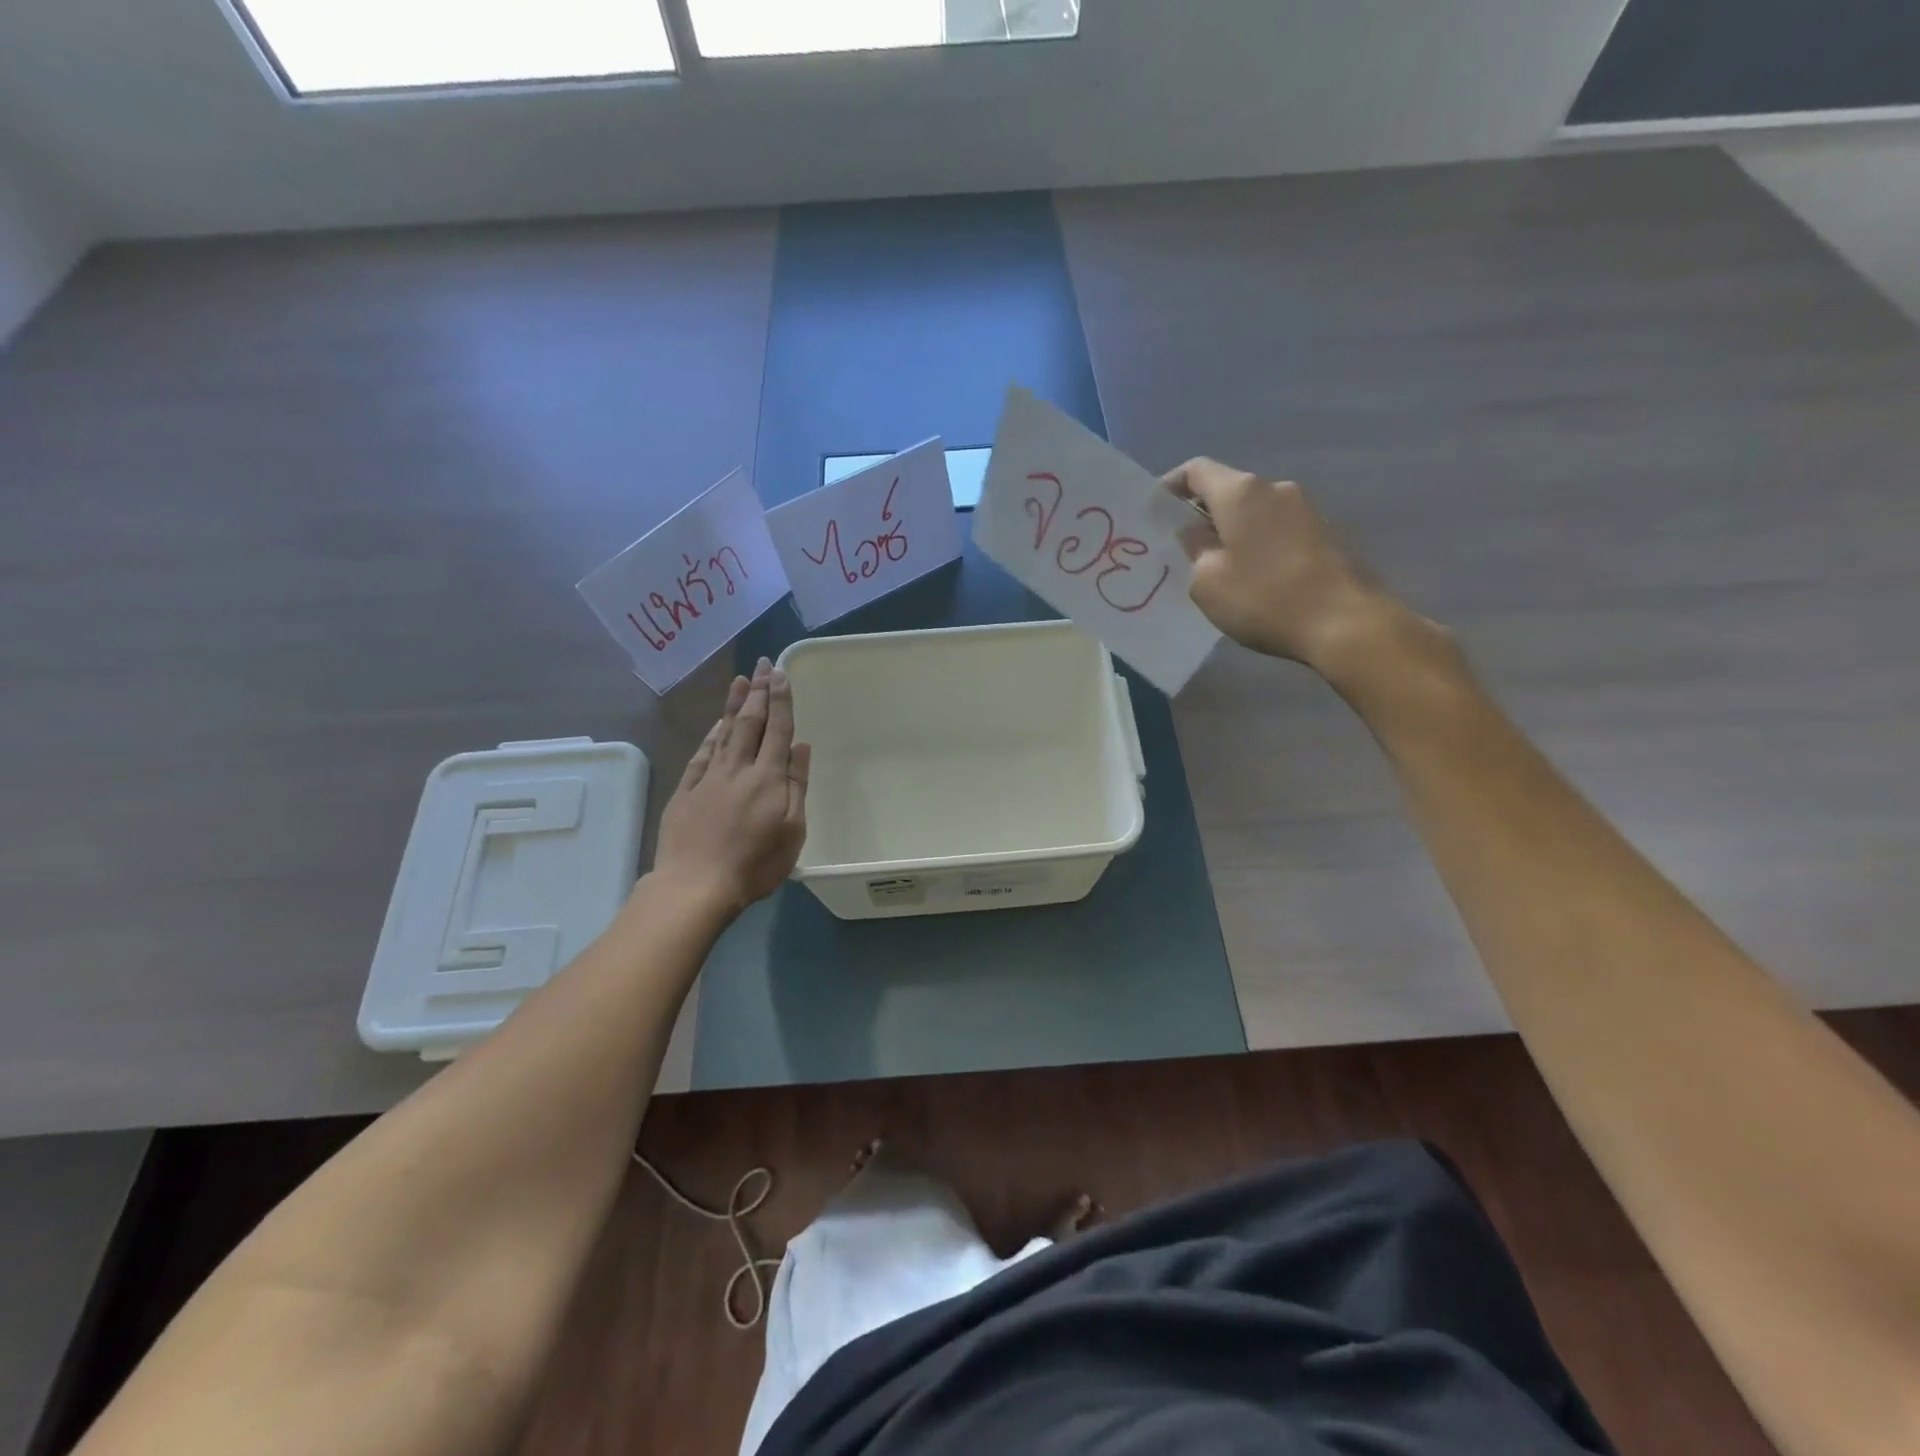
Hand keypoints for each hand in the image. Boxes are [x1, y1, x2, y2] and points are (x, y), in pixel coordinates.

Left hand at [654, 658, 810, 913]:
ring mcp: (708, 778)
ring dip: (735, 705)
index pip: (777, 731)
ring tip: (741, 681)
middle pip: (750, 723)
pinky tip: (717, 723)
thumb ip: (797, 786)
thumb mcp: (792, 831)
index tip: (781, 674)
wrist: (695, 885)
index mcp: (768, 778)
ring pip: (724, 732)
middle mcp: (738, 769)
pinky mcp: (686, 791)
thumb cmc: (755, 864)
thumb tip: (800, 748)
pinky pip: (702, 754)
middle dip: (759, 692)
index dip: (781, 701)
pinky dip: (711, 734)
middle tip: (763, 664)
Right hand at [1166, 458, 1408, 678]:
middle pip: (1227, 490)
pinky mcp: (1324, 534)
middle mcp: (1275, 489)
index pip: (1196, 471)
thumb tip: (1195, 534)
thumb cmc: (1264, 598)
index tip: (1153, 514)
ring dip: (1230, 532)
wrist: (1345, 622)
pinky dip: (1256, 544)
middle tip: (1179, 548)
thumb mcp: (1207, 581)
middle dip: (1200, 514)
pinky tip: (1250, 577)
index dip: (1169, 487)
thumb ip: (1193, 549)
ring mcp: (1305, 510)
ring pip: (1253, 512)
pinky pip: (1276, 530)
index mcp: (1241, 493)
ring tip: (1215, 568)